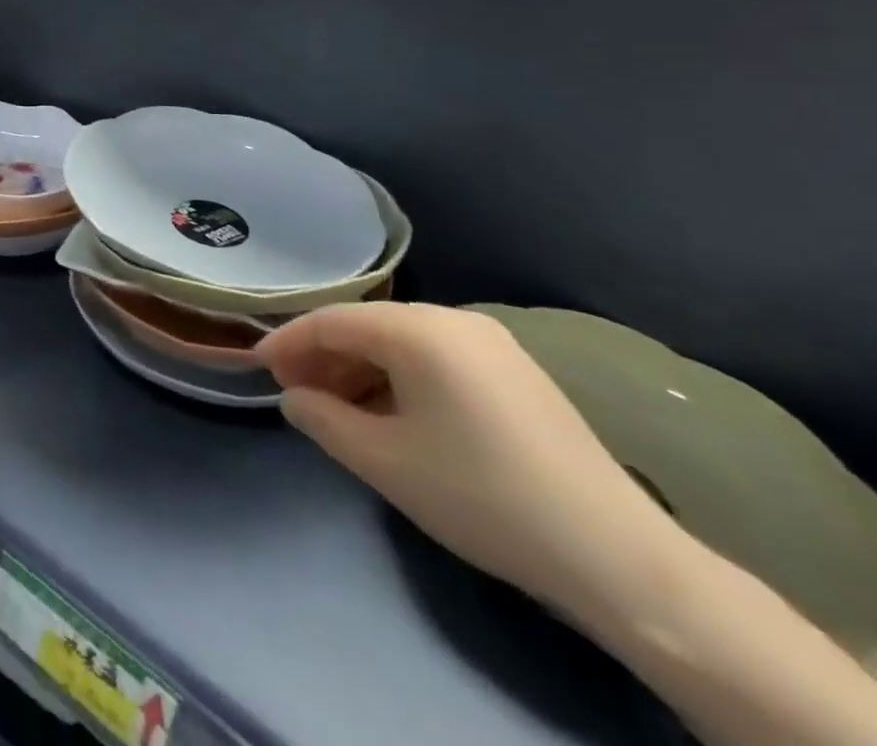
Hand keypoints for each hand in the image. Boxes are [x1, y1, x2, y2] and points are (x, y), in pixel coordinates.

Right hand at [254, 302, 683, 626]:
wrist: (617, 557)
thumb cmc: (481, 496)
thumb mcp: (383, 461)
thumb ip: (322, 419)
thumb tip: (293, 398)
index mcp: (418, 329)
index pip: (331, 322)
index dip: (288, 343)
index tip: (258, 368)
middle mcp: (454, 320)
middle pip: (366, 327)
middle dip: (323, 358)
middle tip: (295, 394)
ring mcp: (491, 344)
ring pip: (401, 344)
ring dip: (360, 370)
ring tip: (336, 409)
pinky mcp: (516, 372)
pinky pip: (436, 359)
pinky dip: (399, 378)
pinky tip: (390, 415)